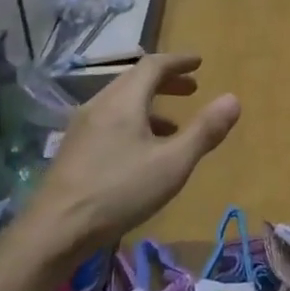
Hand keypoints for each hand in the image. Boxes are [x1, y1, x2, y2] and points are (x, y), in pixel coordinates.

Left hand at [22, 53, 239, 253]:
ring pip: (120, 102)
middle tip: (192, 89)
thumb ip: (204, 131)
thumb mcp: (173, 164)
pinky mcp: (74, 149)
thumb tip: (233, 99)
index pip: (153, 66)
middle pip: (134, 81)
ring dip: (150, 104)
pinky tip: (142, 152)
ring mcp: (82, 127)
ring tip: (174, 125)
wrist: (56, 229)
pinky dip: (134, 122)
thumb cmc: (120, 192)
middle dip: (166, 81)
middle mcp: (99, 105)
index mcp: (124, 101)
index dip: (178, 61)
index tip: (200, 62)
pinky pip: (109, 121)